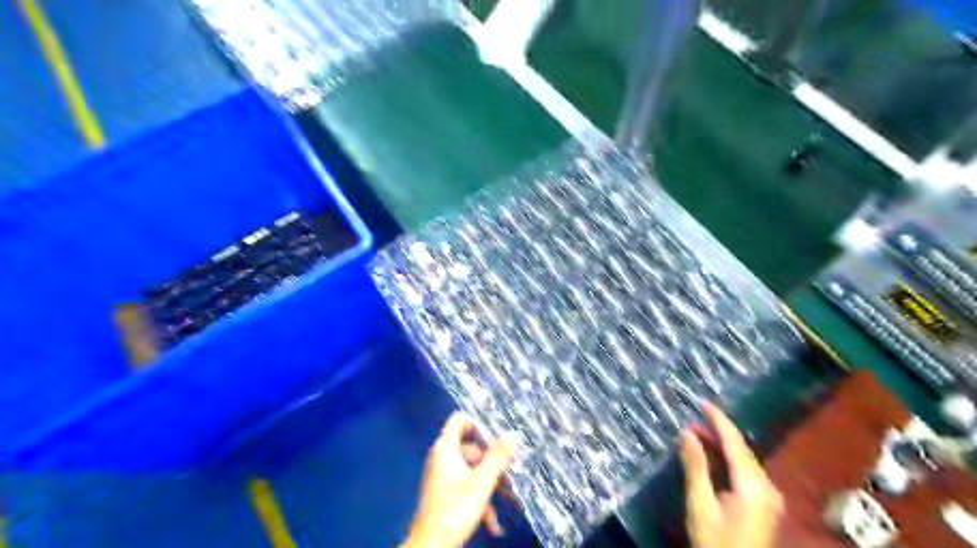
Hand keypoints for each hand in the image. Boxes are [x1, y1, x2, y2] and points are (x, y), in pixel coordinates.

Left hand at [399, 411, 513, 547]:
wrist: (431, 546)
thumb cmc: (455, 508)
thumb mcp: (482, 481)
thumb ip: (498, 456)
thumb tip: (513, 434)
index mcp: (446, 448)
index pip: (461, 419)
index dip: (479, 424)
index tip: (497, 438)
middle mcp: (442, 457)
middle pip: (472, 447)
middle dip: (492, 460)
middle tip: (511, 471)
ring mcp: (443, 475)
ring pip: (472, 469)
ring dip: (491, 483)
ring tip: (509, 499)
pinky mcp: (445, 493)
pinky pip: (466, 486)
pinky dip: (480, 498)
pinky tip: (493, 522)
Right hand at [682, 401, 783, 547]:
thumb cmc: (715, 542)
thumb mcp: (701, 505)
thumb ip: (696, 466)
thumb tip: (687, 433)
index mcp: (753, 486)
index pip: (735, 443)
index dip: (719, 420)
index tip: (703, 402)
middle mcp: (767, 487)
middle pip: (742, 450)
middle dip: (719, 432)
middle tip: (693, 420)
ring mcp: (769, 497)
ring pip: (745, 460)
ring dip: (722, 446)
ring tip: (698, 435)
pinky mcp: (765, 505)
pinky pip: (746, 472)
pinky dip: (729, 460)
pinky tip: (713, 457)